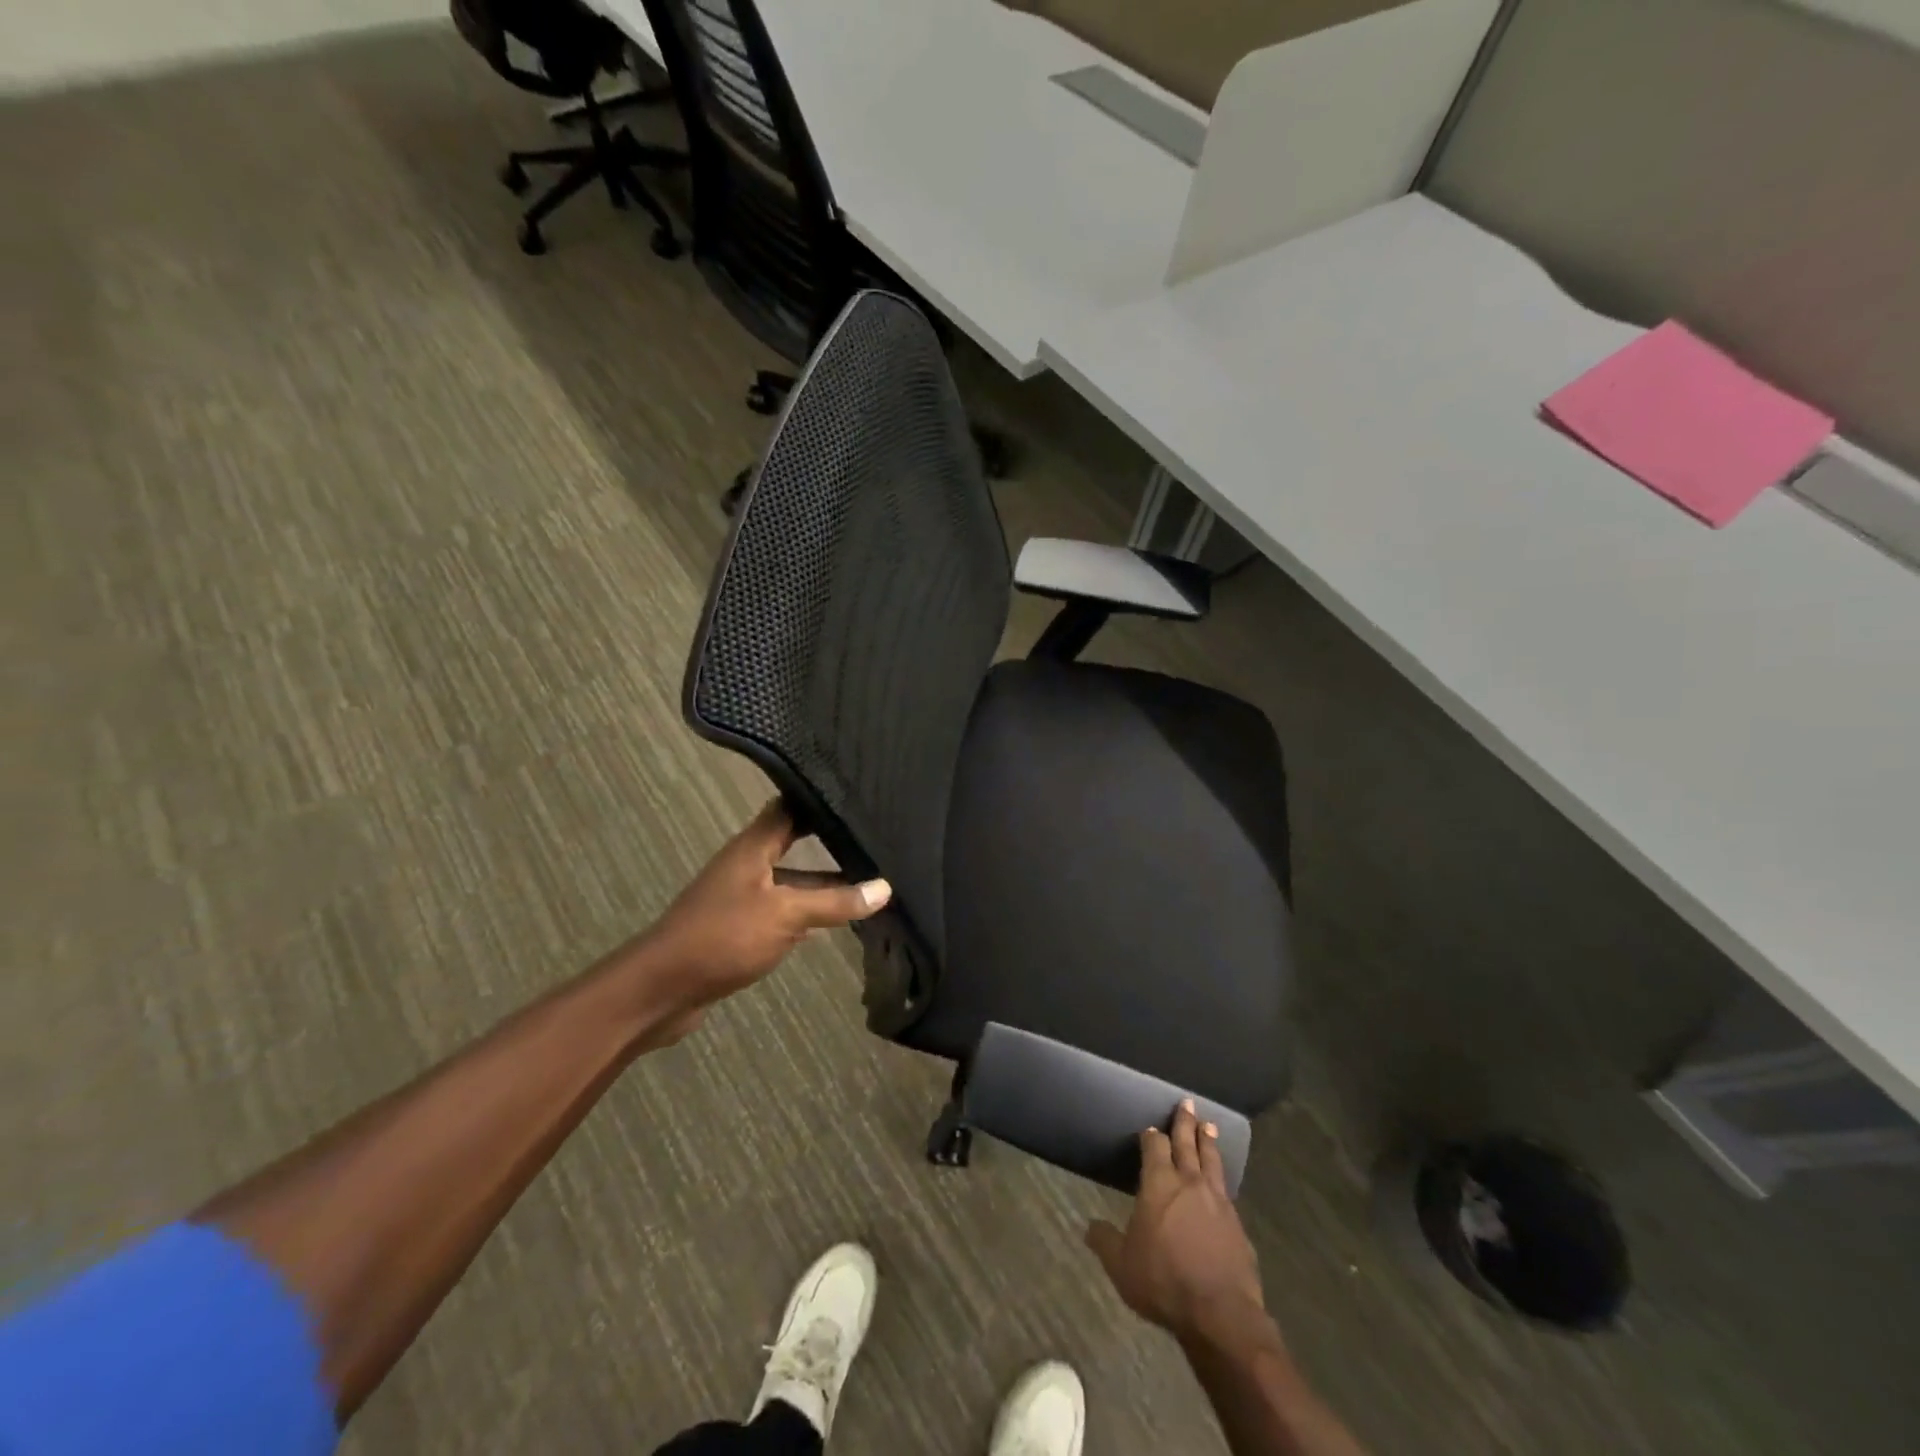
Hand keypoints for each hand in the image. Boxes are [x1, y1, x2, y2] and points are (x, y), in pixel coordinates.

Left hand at [631, 801, 890, 1040]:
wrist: (662, 989)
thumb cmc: (724, 936)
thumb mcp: (786, 915)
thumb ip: (835, 902)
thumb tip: (885, 888)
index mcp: (753, 847)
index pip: (789, 807)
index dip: (819, 799)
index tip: (858, 794)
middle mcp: (746, 865)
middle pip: (792, 842)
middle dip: (828, 841)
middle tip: (873, 838)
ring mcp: (741, 897)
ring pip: (790, 880)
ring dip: (821, 882)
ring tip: (867, 879)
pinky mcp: (739, 928)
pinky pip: (781, 910)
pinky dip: (806, 912)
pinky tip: (834, 919)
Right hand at [1086, 1100, 1266, 1345]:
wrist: (1221, 1314)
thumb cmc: (1164, 1282)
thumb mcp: (1121, 1265)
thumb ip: (1105, 1241)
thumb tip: (1089, 1226)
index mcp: (1159, 1184)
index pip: (1154, 1147)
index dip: (1151, 1137)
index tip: (1150, 1129)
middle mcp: (1189, 1183)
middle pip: (1187, 1144)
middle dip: (1184, 1122)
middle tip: (1187, 1102)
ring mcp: (1217, 1201)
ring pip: (1211, 1161)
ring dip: (1208, 1141)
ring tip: (1209, 1125)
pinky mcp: (1237, 1224)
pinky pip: (1226, 1190)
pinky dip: (1221, 1176)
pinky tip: (1221, 1180)